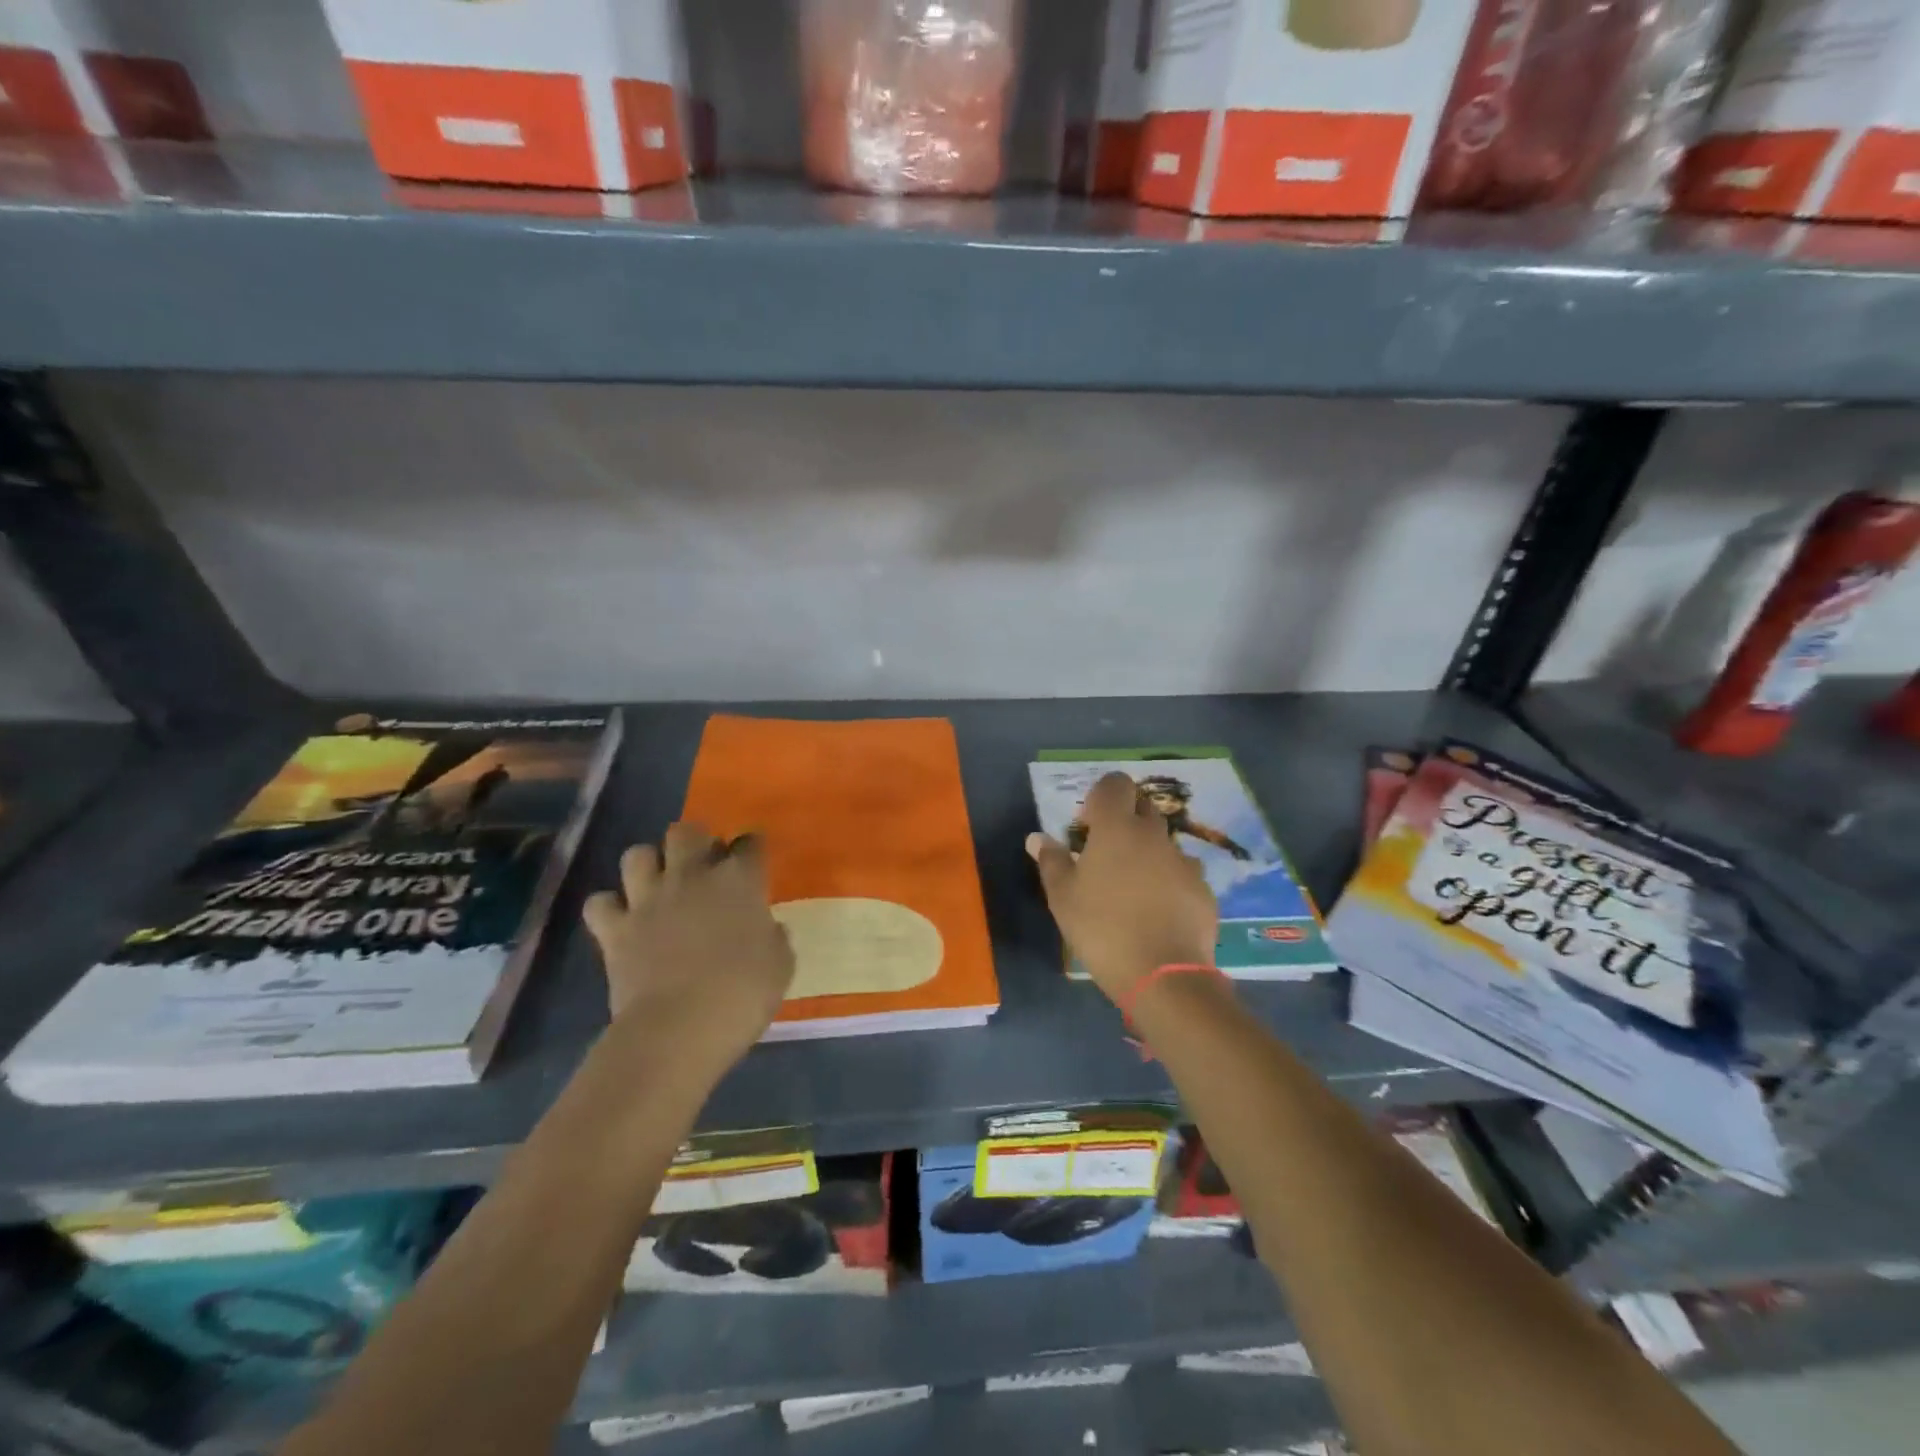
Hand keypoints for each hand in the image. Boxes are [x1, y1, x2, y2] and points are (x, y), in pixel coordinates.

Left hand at [583, 823, 794, 1060]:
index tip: (753, 861)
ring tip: (658, 885)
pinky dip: (608, 907)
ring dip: (648, 865)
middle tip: (703, 866)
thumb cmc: (742, 995)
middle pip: (686, 831)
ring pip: (637, 854)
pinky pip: (600, 903)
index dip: (751, 848)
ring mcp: (648, 900)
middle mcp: (691, 877)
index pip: (749, 843)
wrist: (678, 1029)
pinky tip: (620, 919)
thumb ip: (774, 938)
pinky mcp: (614, 929)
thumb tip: (768, 929)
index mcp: (739, 881)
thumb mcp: (780, 966)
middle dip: (695, 841)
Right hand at [1027, 772, 1218, 1004]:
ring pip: (1163, 842)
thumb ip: (1051, 861)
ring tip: (1132, 889)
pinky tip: (1157, 912)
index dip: (1102, 795)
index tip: (1089, 825)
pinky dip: (1169, 882)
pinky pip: (1181, 873)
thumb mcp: (1063, 898)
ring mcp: (1183, 861)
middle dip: (1126, 819)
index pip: (1115, 783)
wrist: (1164, 975)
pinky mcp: (1202, 889)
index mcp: (1117, 828)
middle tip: (1106, 854)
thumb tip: (1037, 838)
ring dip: (1148, 853)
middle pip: (1143, 807)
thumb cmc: (1102, 929)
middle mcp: (1153, 835)